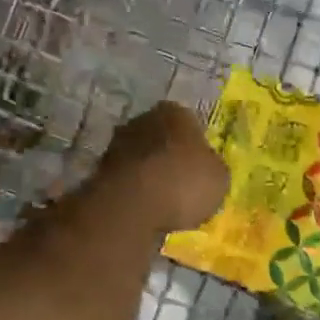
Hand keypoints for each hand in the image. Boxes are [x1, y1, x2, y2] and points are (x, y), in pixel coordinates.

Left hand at [95, 101, 229, 234]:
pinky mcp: (100, 169)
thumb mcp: (218, 179)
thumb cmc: (183, 183)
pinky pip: (127, 177)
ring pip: (141, 156)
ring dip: (150, 172)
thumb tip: (207, 168)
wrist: (131, 205)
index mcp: (176, 112)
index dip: (196, 145)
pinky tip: (144, 207)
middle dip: (169, 155)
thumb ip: (212, 168)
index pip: (190, 122)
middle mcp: (144, 119)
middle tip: (182, 181)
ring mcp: (118, 142)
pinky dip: (134, 189)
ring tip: (163, 199)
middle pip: (162, 136)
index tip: (200, 167)